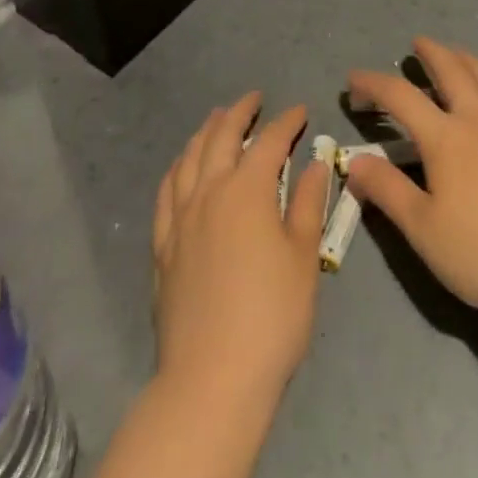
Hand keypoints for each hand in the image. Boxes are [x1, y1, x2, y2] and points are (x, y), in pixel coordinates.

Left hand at [152, 94, 331, 407]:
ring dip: (205, 132)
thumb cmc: (271, 316)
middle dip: (239, 112)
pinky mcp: (162, 246)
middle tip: (254, 99)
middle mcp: (209, 192)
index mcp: (248, 190)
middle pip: (221, 137)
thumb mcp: (303, 258)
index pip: (269, 141)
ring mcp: (180, 218)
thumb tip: (315, 162)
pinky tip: (182, 167)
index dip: (286, 122)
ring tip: (217, 119)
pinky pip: (166, 192)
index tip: (299, 110)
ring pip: (189, 157)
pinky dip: (177, 168)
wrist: (212, 378)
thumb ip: (307, 203)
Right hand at [344, 37, 477, 320]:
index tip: (353, 80)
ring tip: (455, 53)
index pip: (400, 96)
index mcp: (445, 137)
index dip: (373, 83)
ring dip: (465, 59)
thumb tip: (354, 161)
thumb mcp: (422, 228)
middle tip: (417, 43)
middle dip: (431, 52)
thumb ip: (387, 190)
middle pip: (451, 71)